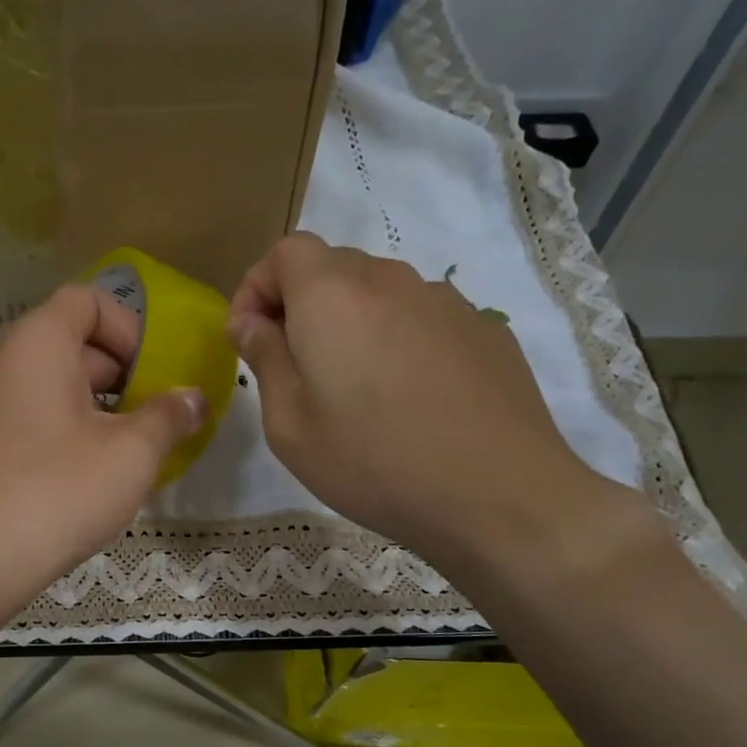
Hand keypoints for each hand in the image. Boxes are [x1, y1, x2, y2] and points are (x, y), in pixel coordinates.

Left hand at [0, 284, 205, 619]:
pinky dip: (63, 433)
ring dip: (95, 410)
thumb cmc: (55, 495)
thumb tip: (194, 398)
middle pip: (70, 343)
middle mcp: (1, 363)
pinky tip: (82, 481)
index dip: (130, 327)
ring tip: (124, 456)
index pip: (87, 300)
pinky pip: (28, 420)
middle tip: (151, 421)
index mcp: (37, 344)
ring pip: (50, 387)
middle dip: (121, 375)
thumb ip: (169, 417)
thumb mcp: (130, 455)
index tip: (155, 374)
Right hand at [229, 232, 639, 570]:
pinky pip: (423, 320)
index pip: (286, 251)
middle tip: (296, 368)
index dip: (258, 287)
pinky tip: (411, 399)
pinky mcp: (485, 330)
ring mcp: (445, 302)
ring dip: (353, 324)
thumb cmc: (372, 463)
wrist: (497, 495)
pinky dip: (400, 341)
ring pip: (381, 293)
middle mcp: (390, 280)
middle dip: (301, 305)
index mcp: (332, 295)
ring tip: (357, 389)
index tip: (250, 338)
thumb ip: (265, 360)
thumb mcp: (290, 425)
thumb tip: (251, 323)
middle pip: (333, 268)